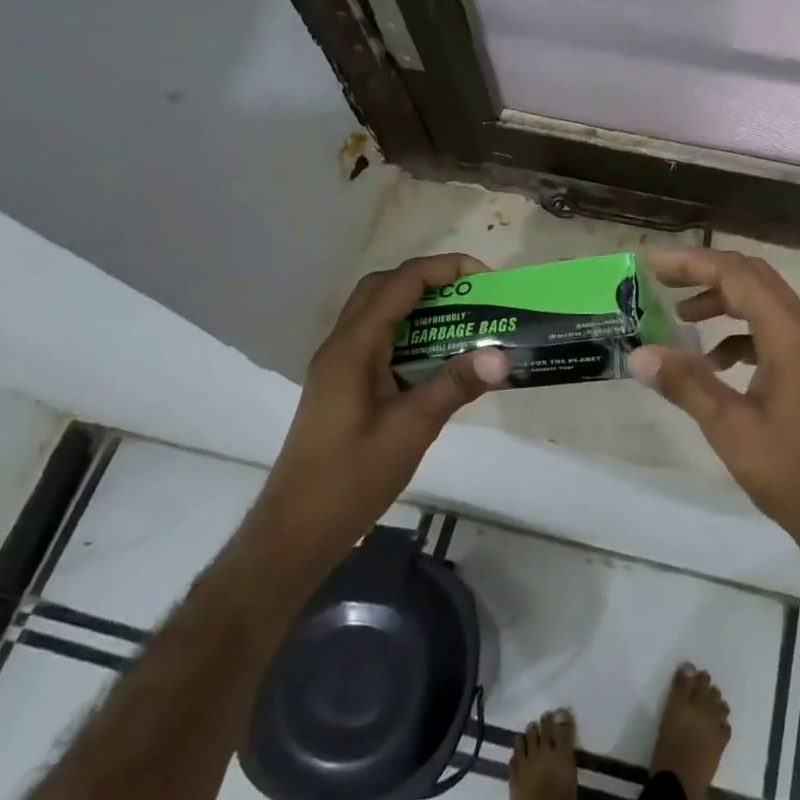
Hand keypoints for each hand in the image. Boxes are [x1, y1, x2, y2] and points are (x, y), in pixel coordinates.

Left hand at [260, 254, 506, 540]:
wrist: (297, 530)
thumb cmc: (350, 479)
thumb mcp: (411, 431)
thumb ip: (454, 386)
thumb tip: (502, 356)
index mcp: (352, 349)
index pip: (399, 285)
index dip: (442, 270)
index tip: (485, 278)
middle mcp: (341, 347)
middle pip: (383, 288)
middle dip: (430, 280)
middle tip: (473, 295)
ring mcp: (339, 366)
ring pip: (379, 313)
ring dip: (420, 306)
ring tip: (465, 320)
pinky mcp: (344, 385)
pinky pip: (379, 341)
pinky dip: (411, 334)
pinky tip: (439, 358)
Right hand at [626, 247, 799, 597]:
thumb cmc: (792, 473)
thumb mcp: (730, 429)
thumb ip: (686, 384)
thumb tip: (640, 354)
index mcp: (791, 336)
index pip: (738, 275)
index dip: (692, 263)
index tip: (651, 265)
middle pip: (753, 278)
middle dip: (705, 273)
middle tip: (660, 280)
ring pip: (763, 303)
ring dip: (722, 301)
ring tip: (679, 318)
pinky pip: (771, 331)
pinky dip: (738, 333)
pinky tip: (713, 361)